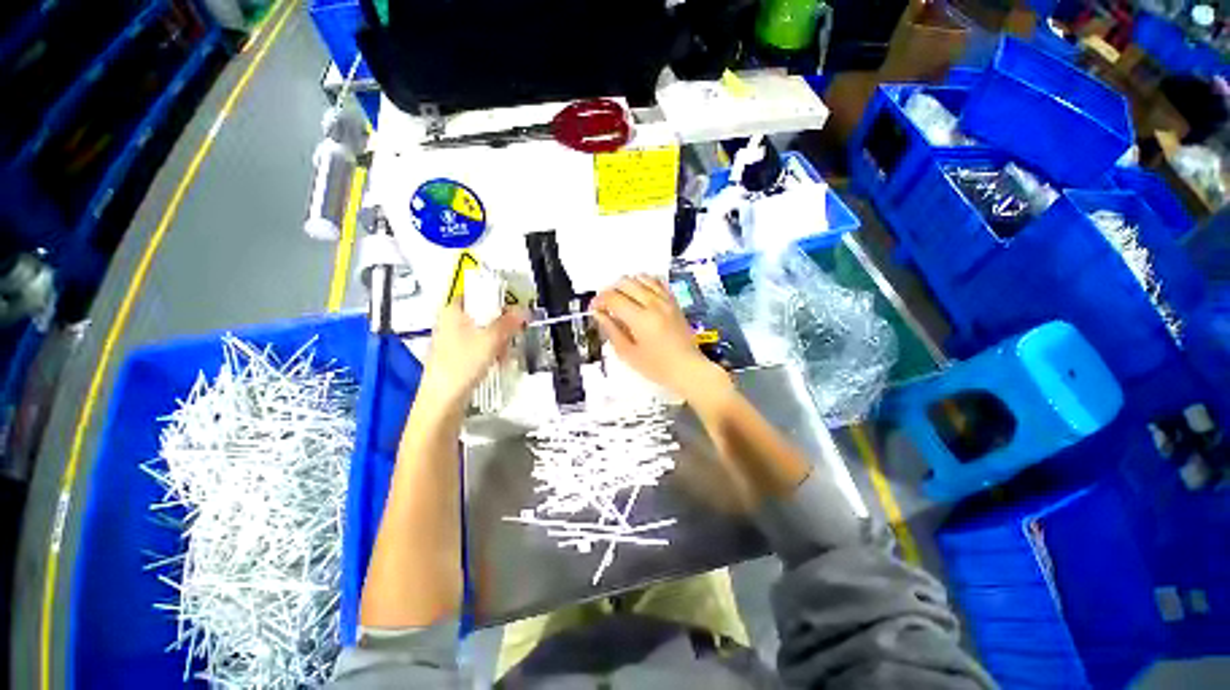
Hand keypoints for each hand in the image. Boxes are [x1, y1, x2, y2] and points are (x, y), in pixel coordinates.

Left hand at [418, 302, 526, 411]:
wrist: (444, 399)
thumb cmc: (461, 365)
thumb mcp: (491, 339)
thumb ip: (509, 323)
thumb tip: (524, 311)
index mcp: (453, 311)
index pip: (478, 294)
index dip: (496, 300)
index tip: (511, 310)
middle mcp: (450, 323)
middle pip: (483, 315)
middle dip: (501, 326)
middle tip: (511, 335)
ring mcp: (452, 340)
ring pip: (483, 332)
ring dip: (499, 341)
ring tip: (504, 353)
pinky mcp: (457, 356)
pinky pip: (479, 346)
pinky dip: (491, 351)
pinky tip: (497, 362)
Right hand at [592, 275, 728, 401]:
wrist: (688, 368)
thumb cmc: (657, 367)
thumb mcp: (628, 354)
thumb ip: (612, 331)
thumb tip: (599, 314)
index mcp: (641, 319)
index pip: (613, 298)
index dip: (599, 300)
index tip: (594, 309)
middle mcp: (653, 304)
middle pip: (625, 283)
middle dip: (610, 291)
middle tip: (606, 306)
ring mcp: (666, 300)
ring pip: (641, 278)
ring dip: (626, 285)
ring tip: (622, 299)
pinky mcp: (673, 301)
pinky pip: (656, 282)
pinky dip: (644, 282)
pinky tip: (639, 294)